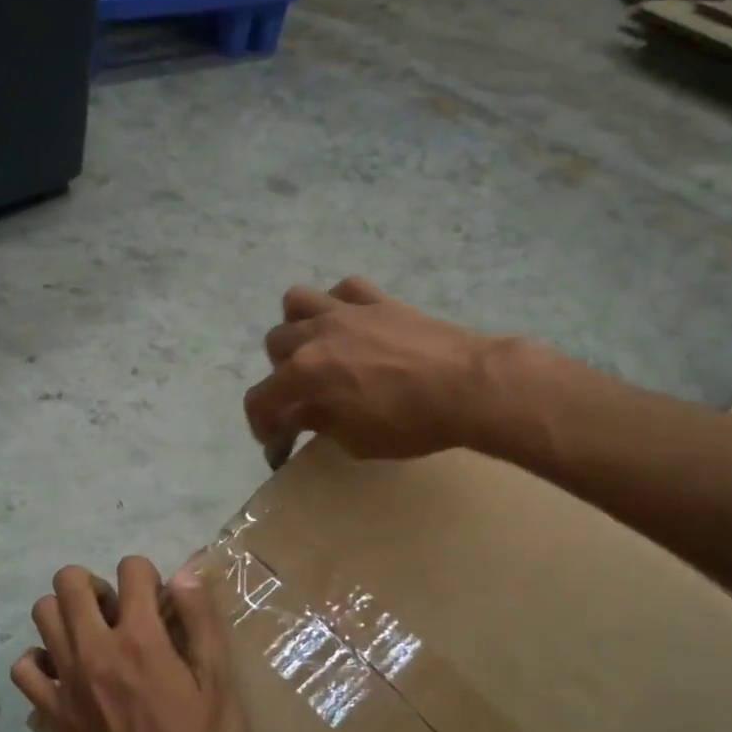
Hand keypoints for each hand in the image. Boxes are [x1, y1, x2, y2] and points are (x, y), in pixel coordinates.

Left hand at [13, 559, 245, 731]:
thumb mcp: (220, 688)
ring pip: (42, 614)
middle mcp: (94, 650)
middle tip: (120, 613)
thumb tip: (185, 574)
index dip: (147, 575)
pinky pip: (24, 668)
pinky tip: (67, 673)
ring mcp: (65, 682)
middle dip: (96, 584)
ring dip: (67, 614)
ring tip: (94, 637)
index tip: (159, 602)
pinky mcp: (51, 714)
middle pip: (68, 581)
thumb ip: (202, 625)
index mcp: (141, 640)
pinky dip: (41, 660)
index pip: (130, 569)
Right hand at [243, 277, 506, 459]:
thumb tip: (299, 416)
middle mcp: (316, 334)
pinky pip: (342, 290)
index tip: (276, 440)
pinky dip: (338, 306)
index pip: (261, 398)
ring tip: (316, 349)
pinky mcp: (378, 299)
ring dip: (297, 328)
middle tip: (304, 397)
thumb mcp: (355, 440)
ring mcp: (347, 311)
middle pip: (274, 347)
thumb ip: (319, 423)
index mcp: (305, 373)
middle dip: (281, 376)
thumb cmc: (410, 423)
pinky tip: (350, 326)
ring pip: (296, 303)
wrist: (469, 386)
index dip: (261, 423)